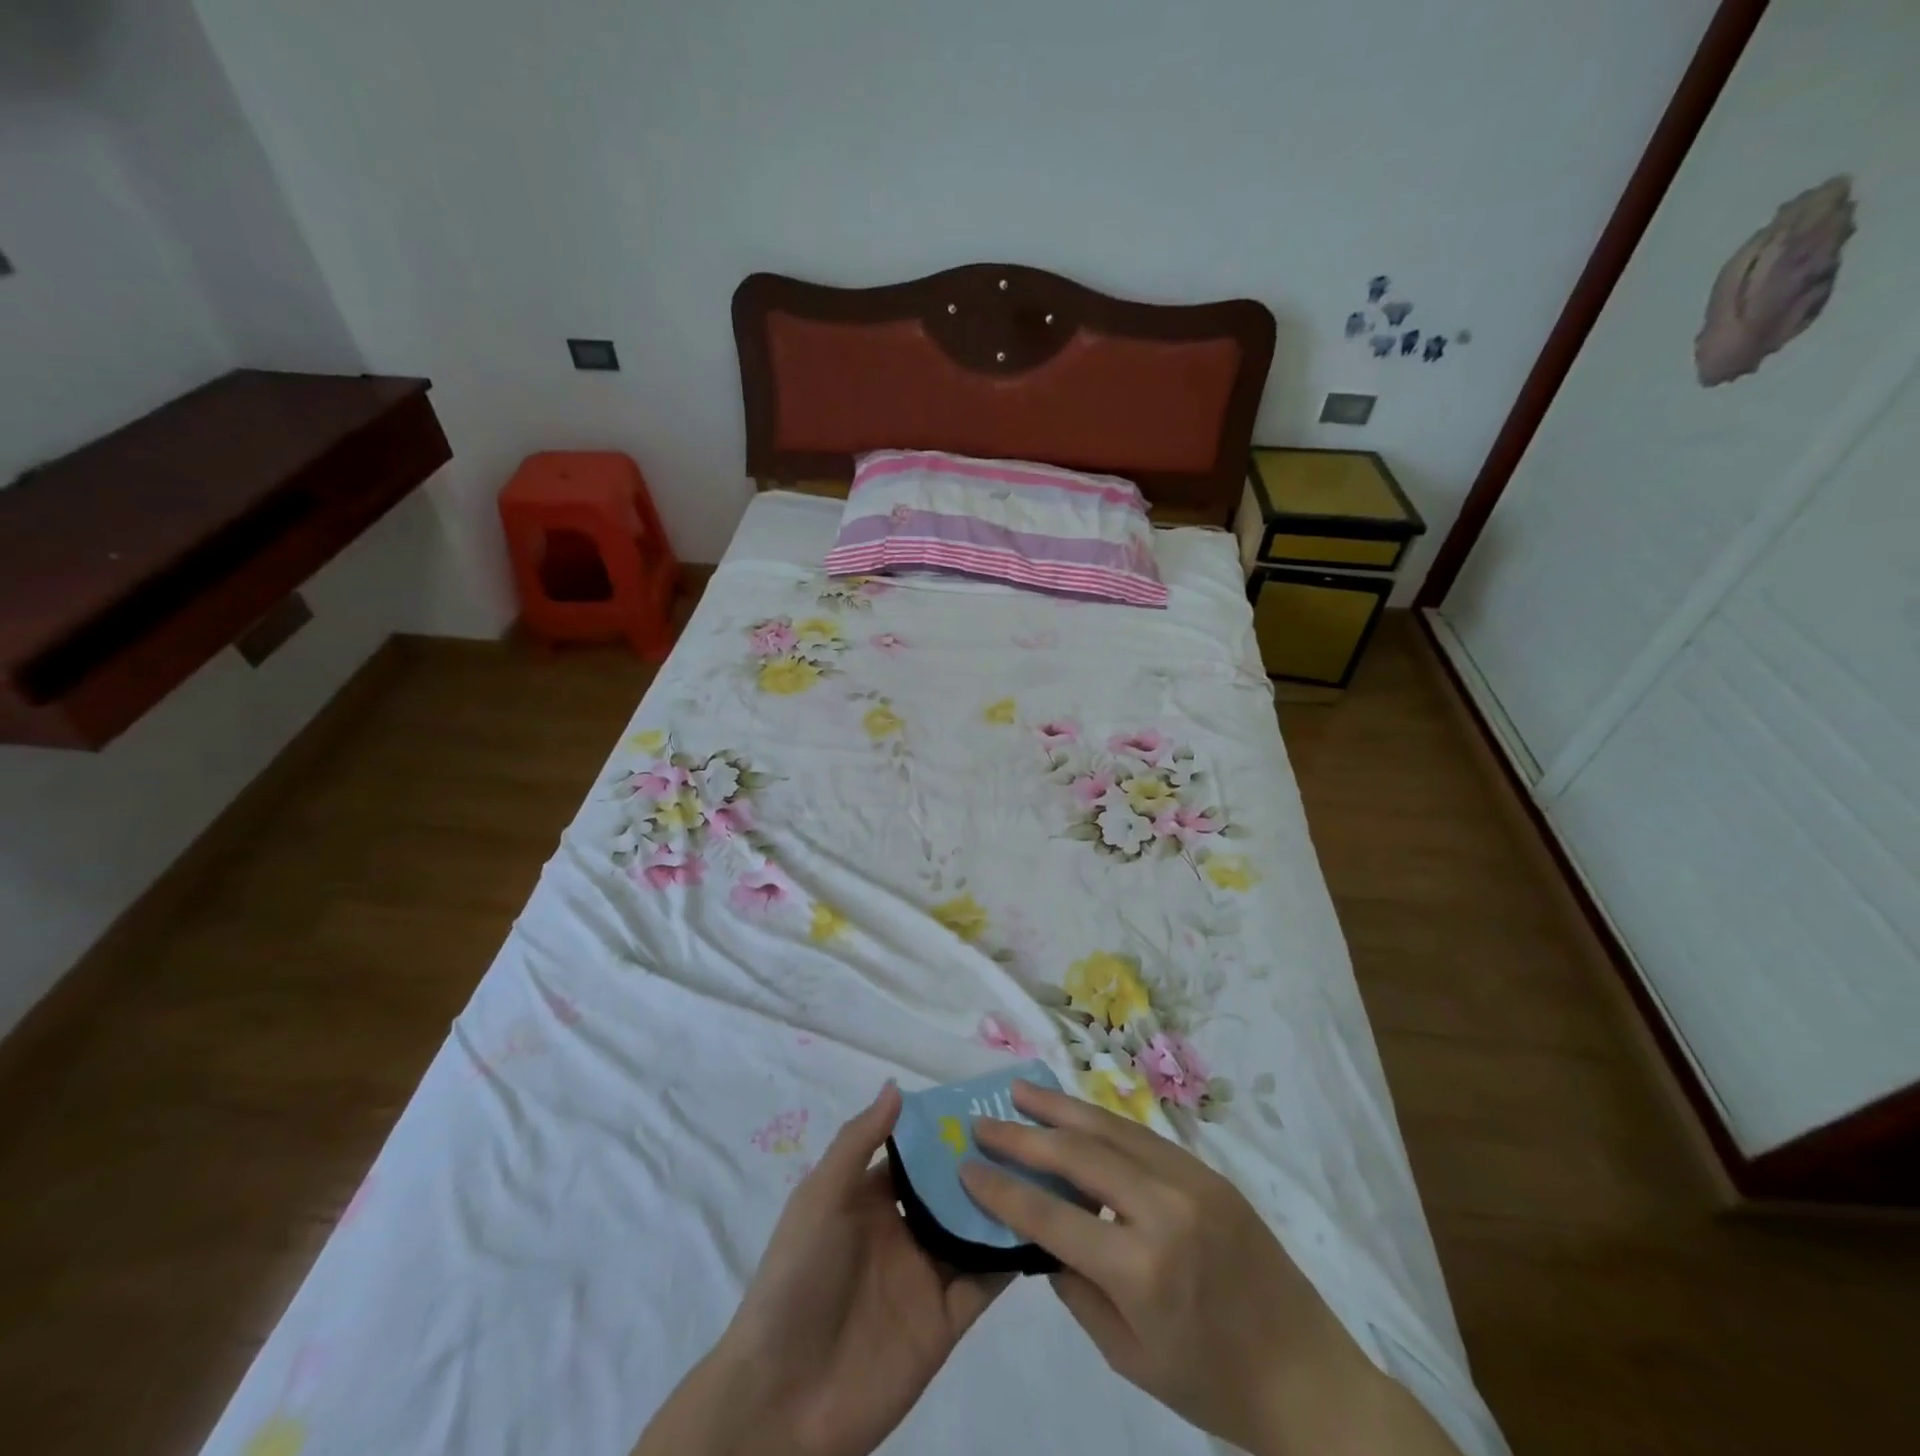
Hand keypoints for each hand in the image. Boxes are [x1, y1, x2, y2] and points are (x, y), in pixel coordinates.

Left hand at [634, 1083, 1007, 1455]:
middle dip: (983, 1161)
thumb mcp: (820, 1199)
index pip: (916, 1155)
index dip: (944, 1129)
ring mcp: (926, 1276)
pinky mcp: (946, 1320)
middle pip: (950, 1189)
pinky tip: (1044, 1224)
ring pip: (974, 1228)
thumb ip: (858, 1142)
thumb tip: (896, 1086)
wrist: (783, 1399)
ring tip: (1047, 1167)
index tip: (986, 1100)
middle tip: (1029, 1129)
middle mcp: (902, 1231)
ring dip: (1003, 1202)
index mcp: (869, 1200)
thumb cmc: (797, 1280)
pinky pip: (985, 1281)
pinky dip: (1011, 1255)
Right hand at [960, 1080, 1460, 1455]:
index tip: (967, 1164)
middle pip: (1077, 1155)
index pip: (1051, 1216)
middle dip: (1023, 1135)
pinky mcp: (1208, 1172)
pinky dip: (1101, 1122)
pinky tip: (1076, 1114)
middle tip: (984, 1117)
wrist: (1308, 1377)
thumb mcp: (1128, 1355)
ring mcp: (1190, 1182)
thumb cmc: (1212, 1384)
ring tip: (1022, 1092)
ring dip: (1060, 1109)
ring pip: (1110, 1130)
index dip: (1003, 1188)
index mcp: (1139, 1270)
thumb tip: (1041, 1231)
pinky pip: (1143, 1137)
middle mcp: (1162, 1211)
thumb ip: (1076, 1287)